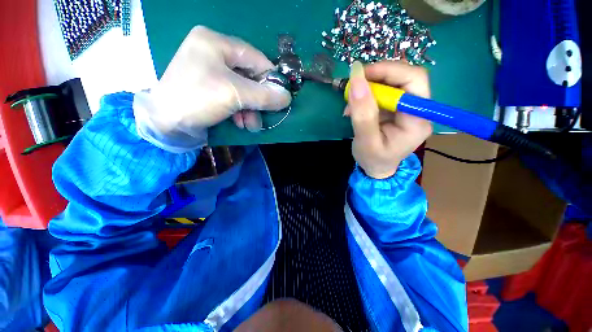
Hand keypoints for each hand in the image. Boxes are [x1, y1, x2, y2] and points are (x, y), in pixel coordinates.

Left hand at [133, 26, 291, 152]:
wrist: (165, 125)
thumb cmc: (197, 99)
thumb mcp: (235, 94)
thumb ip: (264, 95)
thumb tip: (287, 97)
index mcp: (215, 42)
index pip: (255, 57)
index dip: (271, 78)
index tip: (281, 97)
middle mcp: (213, 54)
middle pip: (250, 76)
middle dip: (258, 100)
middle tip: (264, 116)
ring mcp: (211, 73)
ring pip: (243, 91)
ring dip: (250, 110)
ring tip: (250, 125)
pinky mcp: (210, 90)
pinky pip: (234, 98)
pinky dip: (240, 113)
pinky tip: (241, 124)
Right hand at [344, 61, 432, 178]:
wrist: (376, 168)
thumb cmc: (372, 159)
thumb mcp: (365, 141)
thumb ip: (363, 113)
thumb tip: (357, 79)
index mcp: (417, 120)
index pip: (414, 81)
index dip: (389, 71)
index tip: (362, 74)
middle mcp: (418, 110)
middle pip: (405, 78)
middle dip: (377, 76)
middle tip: (355, 83)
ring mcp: (407, 108)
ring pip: (392, 82)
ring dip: (369, 86)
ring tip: (350, 101)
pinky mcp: (396, 109)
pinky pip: (383, 92)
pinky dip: (367, 94)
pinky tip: (354, 106)